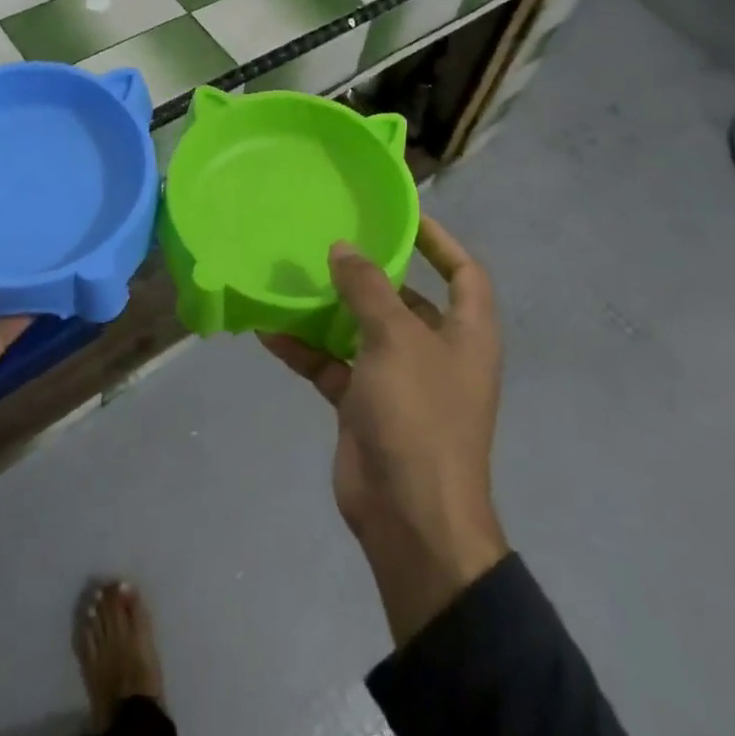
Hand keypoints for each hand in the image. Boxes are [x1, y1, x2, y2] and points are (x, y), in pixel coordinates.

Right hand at [261, 215, 508, 645]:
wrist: (410, 518)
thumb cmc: (419, 415)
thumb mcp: (395, 339)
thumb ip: (368, 288)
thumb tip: (343, 248)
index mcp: (465, 333)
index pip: (463, 272)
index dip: (439, 240)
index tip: (400, 216)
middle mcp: (436, 352)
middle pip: (405, 299)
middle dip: (370, 273)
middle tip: (328, 241)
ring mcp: (399, 381)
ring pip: (362, 331)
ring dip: (330, 309)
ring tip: (292, 277)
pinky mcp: (365, 406)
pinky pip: (332, 365)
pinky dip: (306, 349)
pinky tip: (269, 330)